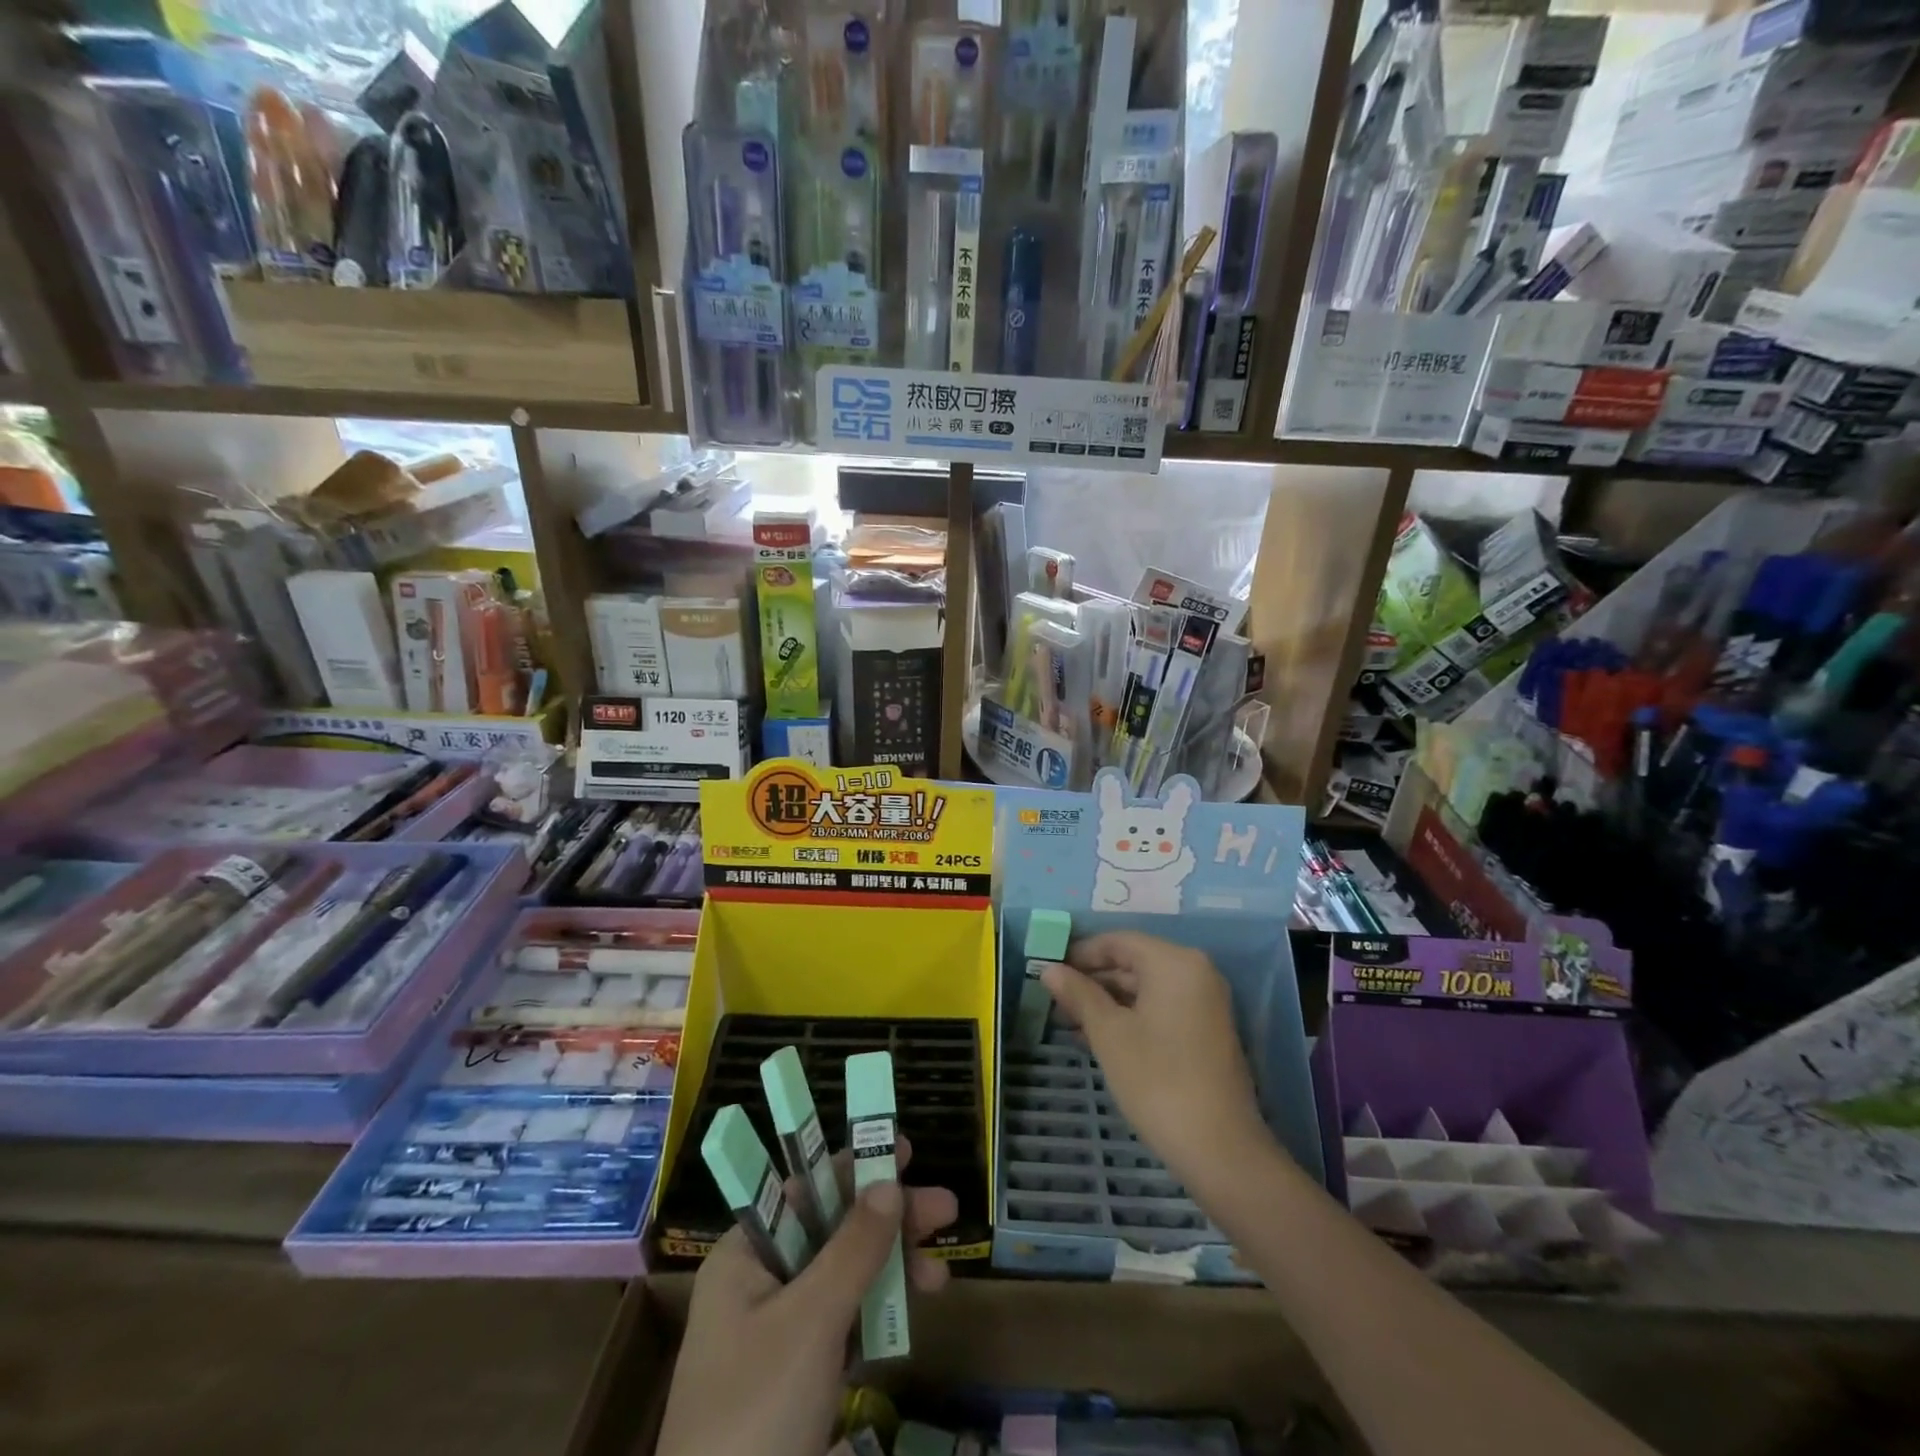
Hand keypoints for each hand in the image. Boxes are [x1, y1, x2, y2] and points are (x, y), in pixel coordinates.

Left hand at [655, 1137, 957, 1455]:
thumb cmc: (755, 1414)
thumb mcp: (811, 1323)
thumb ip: (854, 1248)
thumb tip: (889, 1182)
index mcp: (746, 1256)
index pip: (804, 1188)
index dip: (853, 1164)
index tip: (903, 1150)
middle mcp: (759, 1283)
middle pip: (832, 1230)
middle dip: (888, 1220)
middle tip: (946, 1209)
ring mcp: (778, 1333)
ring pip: (844, 1276)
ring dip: (892, 1268)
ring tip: (942, 1275)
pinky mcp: (798, 1378)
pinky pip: (845, 1323)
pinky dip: (880, 1313)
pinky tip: (915, 1312)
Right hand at [1042, 931, 1269, 1190]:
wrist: (1220, 1149)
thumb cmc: (1158, 1080)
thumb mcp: (1109, 1034)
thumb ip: (1079, 995)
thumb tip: (1049, 969)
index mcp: (1174, 962)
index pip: (1117, 941)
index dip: (1079, 953)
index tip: (1048, 970)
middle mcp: (1195, 972)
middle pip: (1132, 962)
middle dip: (1091, 980)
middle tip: (1053, 999)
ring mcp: (1204, 1002)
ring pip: (1144, 988)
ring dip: (1106, 1001)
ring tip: (1066, 1021)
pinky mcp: (1206, 1031)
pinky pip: (1159, 1008)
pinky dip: (1129, 1016)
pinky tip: (1096, 1037)